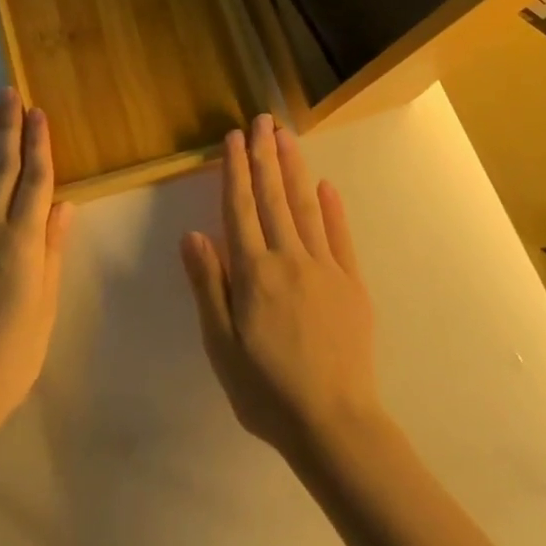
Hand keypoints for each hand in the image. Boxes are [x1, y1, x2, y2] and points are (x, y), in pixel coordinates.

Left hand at [0, 89, 74, 445]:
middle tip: (8, 93)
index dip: (39, 144)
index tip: (38, 113)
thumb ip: (52, 250)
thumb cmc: (11, 354)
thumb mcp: (45, 305)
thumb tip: (64, 204)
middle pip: (2, 169)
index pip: (36, 181)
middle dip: (7, 128)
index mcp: (22, 243)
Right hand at [180, 114, 384, 465]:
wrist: (335, 424)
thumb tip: (193, 234)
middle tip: (263, 120)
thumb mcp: (221, 345)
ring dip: (295, 169)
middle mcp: (288, 259)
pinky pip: (340, 237)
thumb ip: (209, 285)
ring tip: (287, 137)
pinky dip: (333, 208)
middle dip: (265, 156)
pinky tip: (326, 185)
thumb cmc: (266, 390)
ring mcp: (324, 268)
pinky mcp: (352, 284)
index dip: (235, 170)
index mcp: (254, 273)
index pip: (240, 208)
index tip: (234, 138)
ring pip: (306, 207)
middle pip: (273, 198)